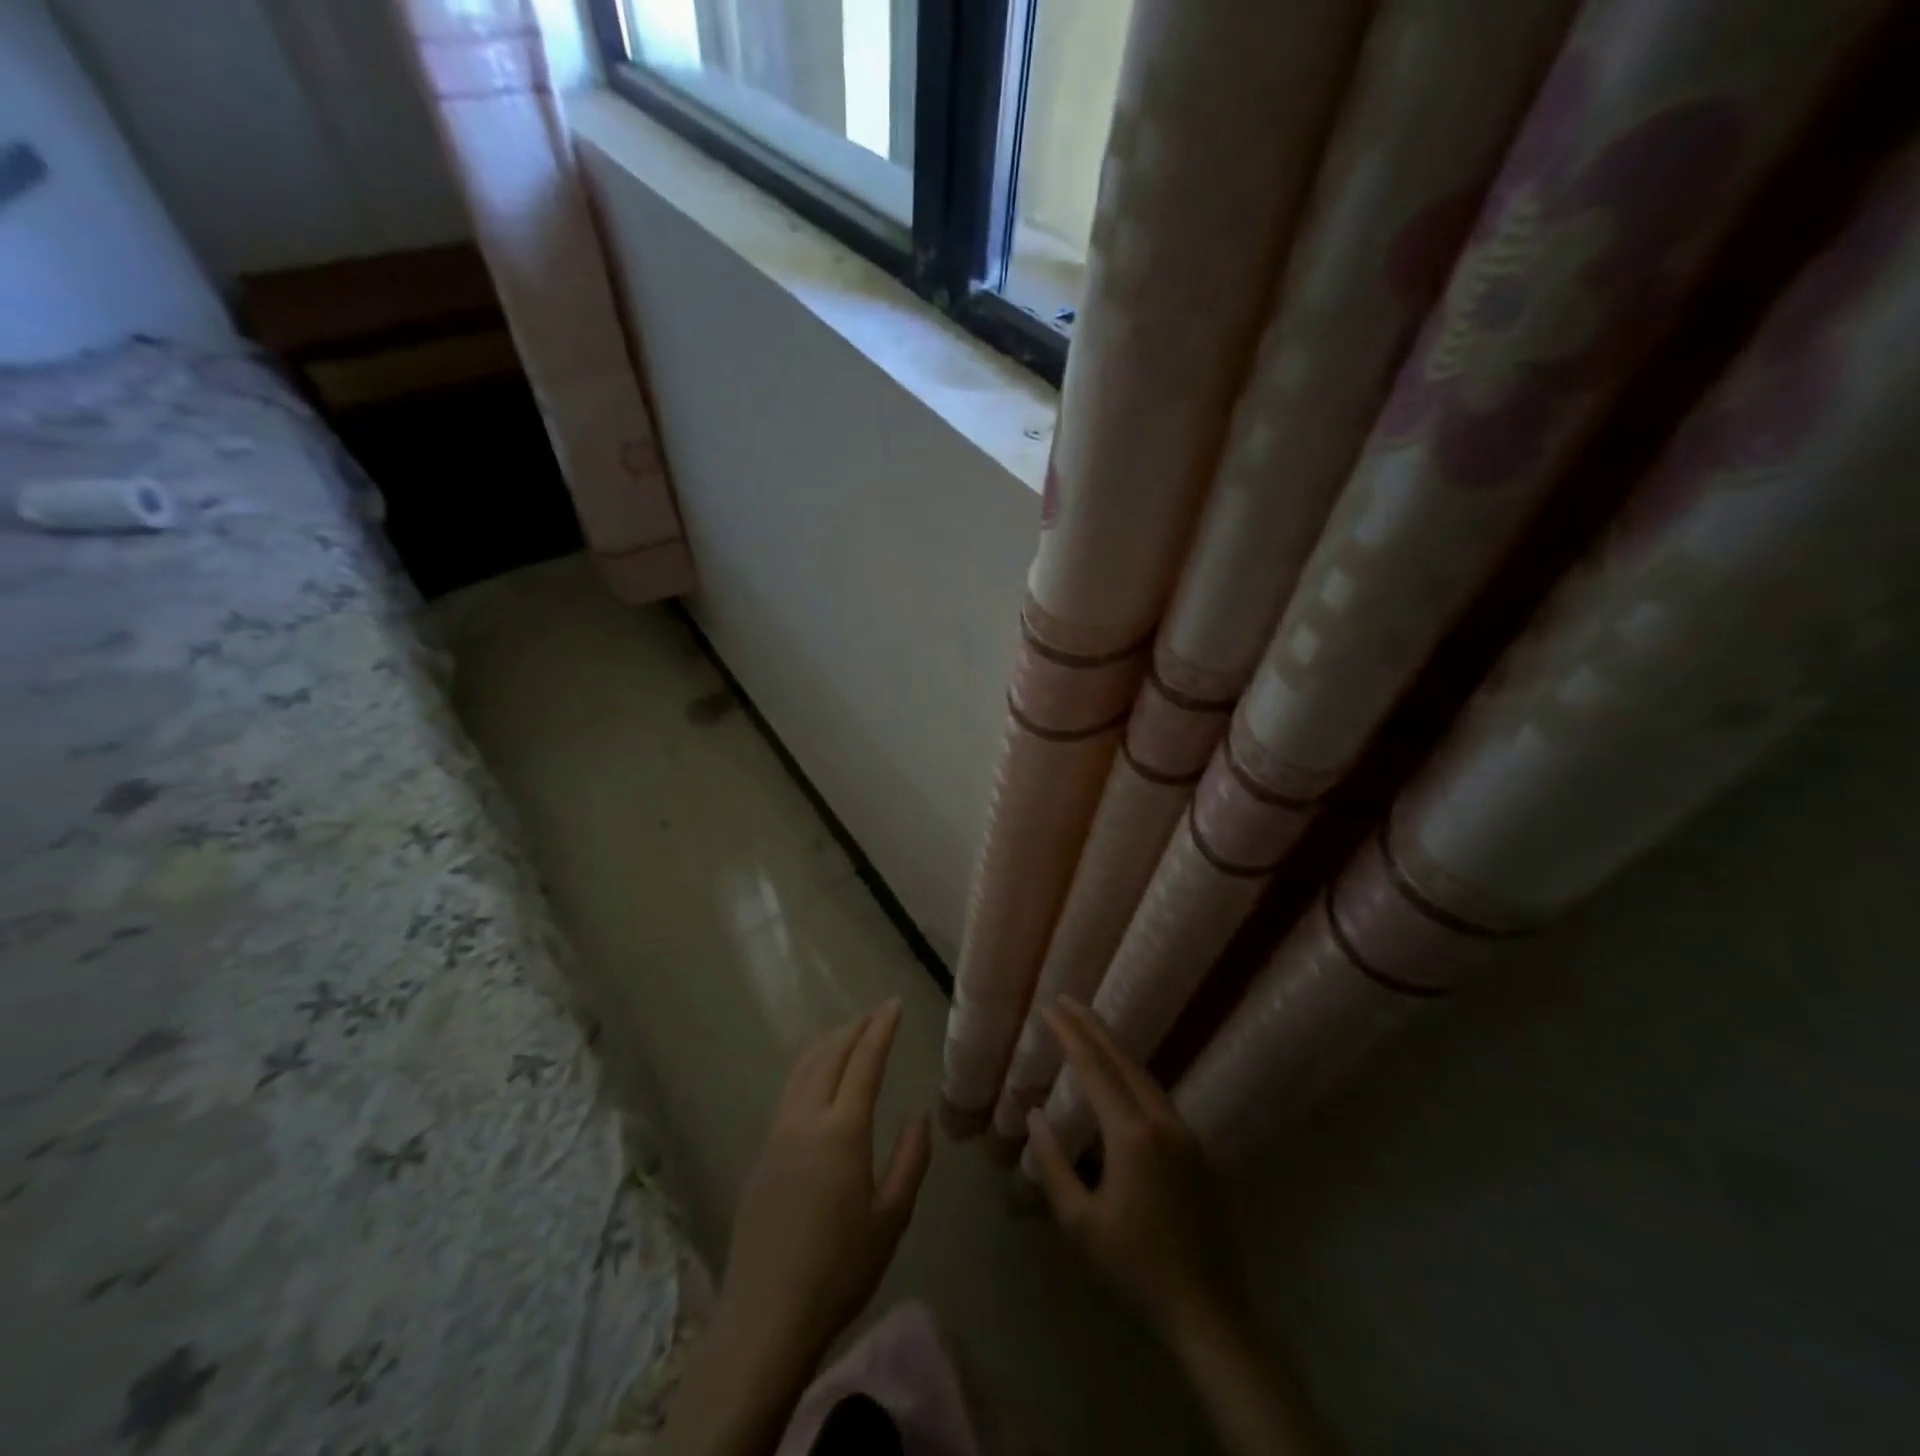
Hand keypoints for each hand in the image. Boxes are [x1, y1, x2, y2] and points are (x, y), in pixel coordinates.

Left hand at [717, 1001, 932, 1373]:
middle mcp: (806, 1120)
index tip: (893, 1005)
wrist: (765, 1317)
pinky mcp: (761, 1154)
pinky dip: (809, 1067)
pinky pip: (789, 1092)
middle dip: (855, 1028)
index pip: (864, 1062)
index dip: (880, 1029)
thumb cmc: (839, 1270)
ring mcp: (777, 1135)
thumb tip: (919, 1116)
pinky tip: (818, 1078)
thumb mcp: (891, 1219)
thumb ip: (910, 1161)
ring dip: (828, 1043)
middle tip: (877, 1013)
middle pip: (829, 1055)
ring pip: (803, 1069)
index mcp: (842, 1131)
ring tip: (848, 1033)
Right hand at [1024, 999, 1245, 1348]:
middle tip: (1067, 1001)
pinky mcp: (1195, 1150)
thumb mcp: (1080, 1225)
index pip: (1094, 1069)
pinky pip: (1156, 1095)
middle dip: (1093, 1028)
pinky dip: (1131, 1072)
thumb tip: (1035, 1115)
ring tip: (1088, 1028)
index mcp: (1131, 1135)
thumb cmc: (1134, 1270)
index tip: (1050, 1008)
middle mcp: (1161, 1122)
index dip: (1070, 1036)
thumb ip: (1053, 1165)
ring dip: (1114, 1048)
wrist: (1207, 1312)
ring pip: (1143, 1075)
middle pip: (1122, 1061)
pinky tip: (1120, 1075)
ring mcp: (1184, 1134)